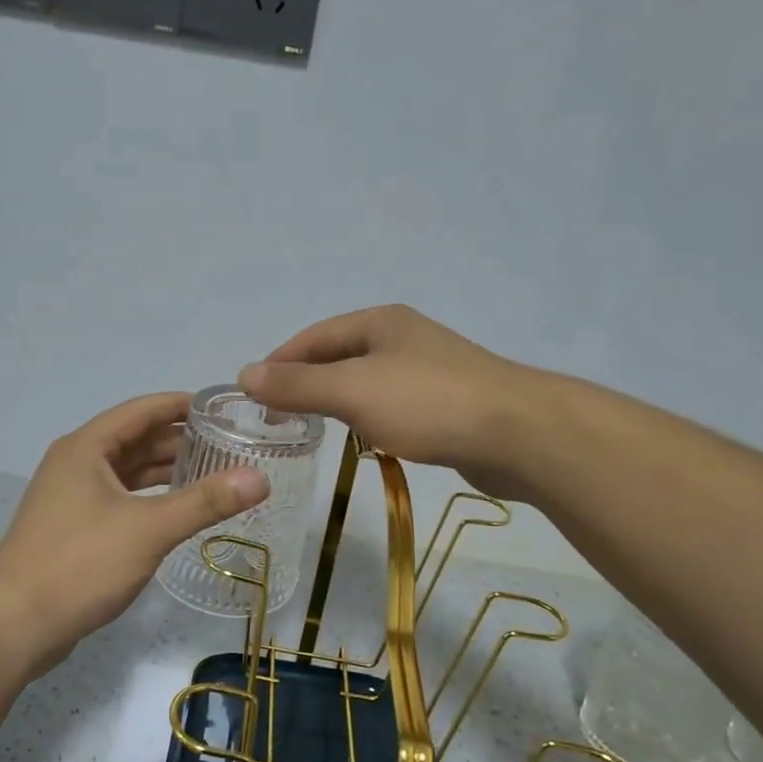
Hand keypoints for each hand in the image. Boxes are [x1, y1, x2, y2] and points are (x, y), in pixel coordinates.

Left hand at [0, 393, 269, 676]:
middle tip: (229, 444)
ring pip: (128, 473)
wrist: (15, 624)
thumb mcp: (149, 529)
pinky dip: (150, 499)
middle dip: (180, 441)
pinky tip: (178, 511)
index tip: (222, 407)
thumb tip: (259, 478)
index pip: (142, 410)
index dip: (181, 405)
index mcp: (87, 448)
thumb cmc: (80, 563)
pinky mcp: (74, 529)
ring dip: (166, 472)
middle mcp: (77, 464)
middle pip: (136, 440)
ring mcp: (72, 498)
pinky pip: (121, 500)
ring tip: (214, 474)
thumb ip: (205, 502)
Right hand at [239, 305, 534, 497]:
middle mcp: (402, 338)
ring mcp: (427, 370)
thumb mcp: (352, 391)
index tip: (252, 396)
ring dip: (335, 401)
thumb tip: (244, 374)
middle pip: (338, 357)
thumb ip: (298, 385)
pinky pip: (390, 405)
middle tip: (276, 418)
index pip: (313, 337)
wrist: (518, 434)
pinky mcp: (445, 403)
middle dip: (305, 383)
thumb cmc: (427, 403)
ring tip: (310, 429)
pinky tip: (363, 439)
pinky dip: (366, 418)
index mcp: (379, 322)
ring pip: (365, 382)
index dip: (279, 362)